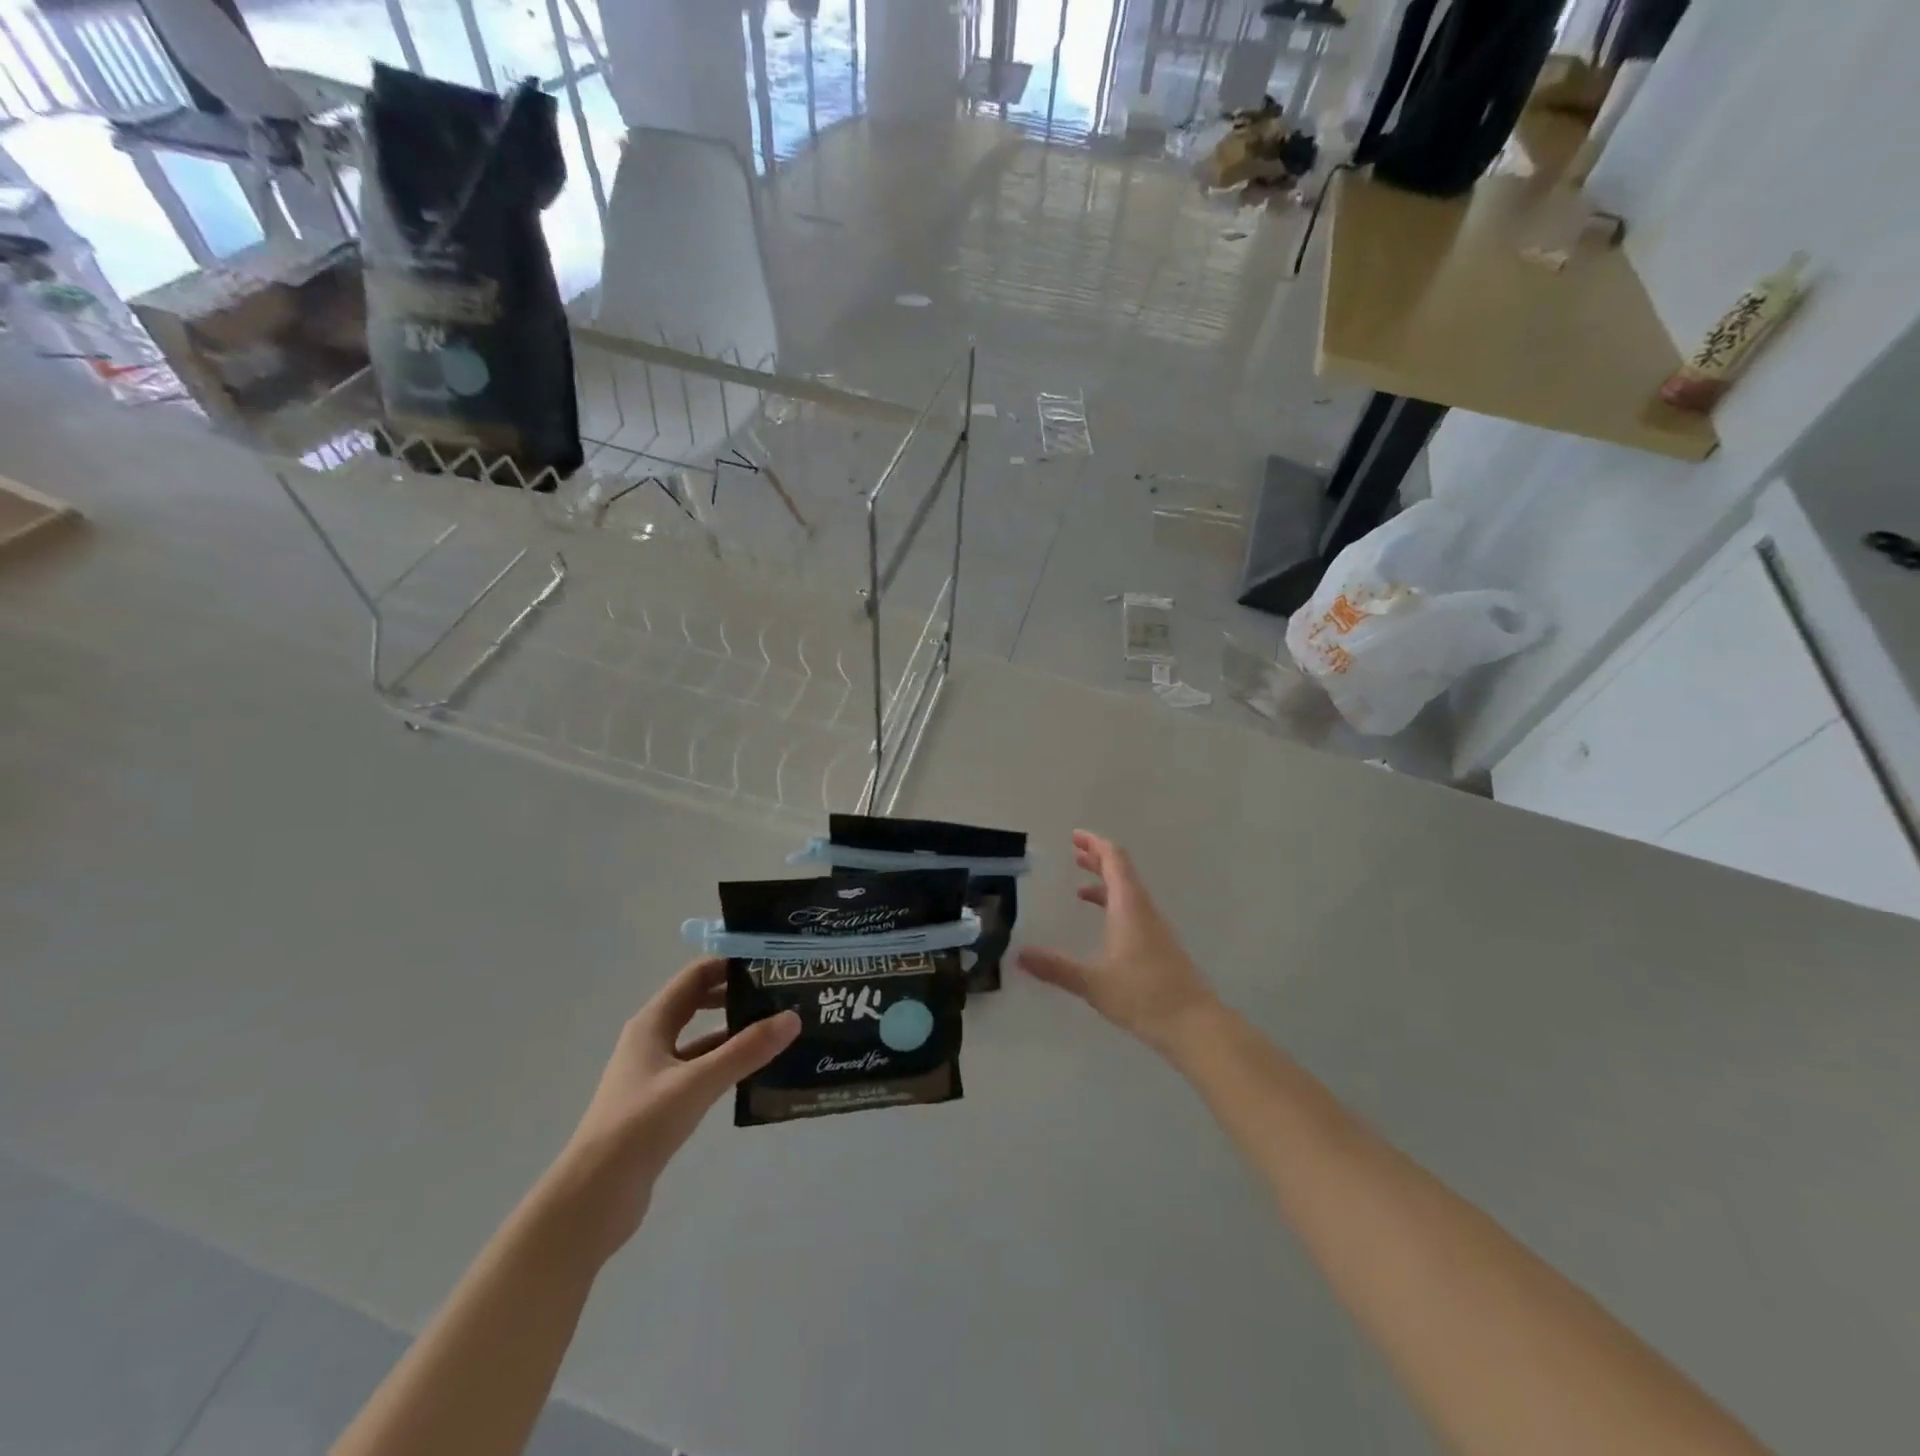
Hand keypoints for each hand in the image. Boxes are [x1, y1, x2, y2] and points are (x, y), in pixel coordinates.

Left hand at [543, 957, 798, 1260]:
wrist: (593, 1198)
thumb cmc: (640, 1125)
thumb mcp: (698, 1082)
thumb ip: (746, 1050)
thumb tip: (792, 1017)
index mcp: (652, 1023)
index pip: (695, 976)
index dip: (729, 964)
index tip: (770, 962)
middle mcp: (652, 1041)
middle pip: (699, 1003)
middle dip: (736, 995)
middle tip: (781, 994)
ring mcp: (656, 1073)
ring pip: (702, 1040)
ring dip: (735, 1032)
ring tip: (778, 1030)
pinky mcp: (662, 1103)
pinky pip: (701, 1070)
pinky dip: (727, 1065)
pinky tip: (756, 1073)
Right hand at [1018, 831, 1219, 1054]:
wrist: (1195, 1026)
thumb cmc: (1144, 995)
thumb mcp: (1093, 982)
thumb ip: (1055, 967)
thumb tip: (1019, 954)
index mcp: (1129, 907)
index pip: (1114, 860)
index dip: (1095, 844)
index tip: (1075, 836)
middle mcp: (1144, 910)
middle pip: (1122, 873)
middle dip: (1098, 859)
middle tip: (1074, 852)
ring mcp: (1155, 929)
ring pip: (1128, 894)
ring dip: (1105, 884)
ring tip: (1080, 887)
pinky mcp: (1159, 948)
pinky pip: (1133, 913)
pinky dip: (1113, 907)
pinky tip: (1102, 927)